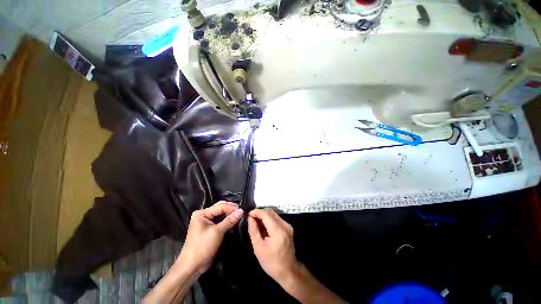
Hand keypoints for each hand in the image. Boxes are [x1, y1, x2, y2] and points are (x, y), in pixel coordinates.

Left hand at [178, 201, 242, 273]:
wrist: (192, 267)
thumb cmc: (202, 247)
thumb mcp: (217, 232)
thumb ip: (230, 220)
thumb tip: (241, 211)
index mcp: (202, 213)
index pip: (220, 206)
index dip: (232, 208)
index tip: (242, 211)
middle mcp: (204, 215)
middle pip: (221, 208)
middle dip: (231, 210)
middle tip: (242, 213)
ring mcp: (207, 222)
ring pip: (222, 215)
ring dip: (231, 216)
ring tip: (240, 217)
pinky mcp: (210, 229)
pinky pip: (221, 221)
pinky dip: (228, 222)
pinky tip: (235, 223)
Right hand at [248, 209, 298, 282]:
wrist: (288, 271)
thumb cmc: (271, 262)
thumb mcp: (258, 248)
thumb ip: (254, 230)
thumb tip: (250, 218)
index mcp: (278, 231)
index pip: (266, 214)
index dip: (256, 212)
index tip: (248, 215)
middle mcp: (284, 225)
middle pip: (270, 212)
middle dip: (260, 213)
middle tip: (251, 218)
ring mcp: (288, 225)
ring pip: (274, 214)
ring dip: (264, 215)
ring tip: (256, 222)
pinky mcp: (288, 227)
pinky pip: (277, 218)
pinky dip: (269, 219)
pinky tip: (264, 226)